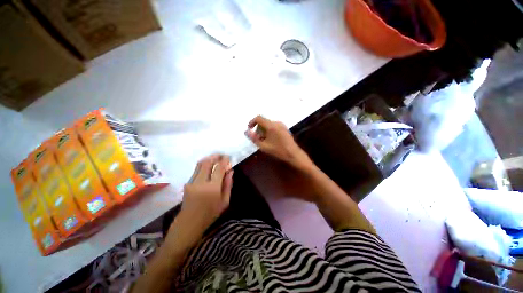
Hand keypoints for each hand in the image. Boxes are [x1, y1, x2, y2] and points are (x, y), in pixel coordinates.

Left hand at [179, 154, 233, 234]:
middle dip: (215, 156)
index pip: (219, 168)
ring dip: (208, 159)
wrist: (189, 223)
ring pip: (200, 164)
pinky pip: (196, 170)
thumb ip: (228, 184)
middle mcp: (201, 182)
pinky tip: (208, 167)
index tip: (228, 157)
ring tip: (215, 158)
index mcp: (212, 188)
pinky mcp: (187, 183)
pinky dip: (203, 165)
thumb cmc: (210, 214)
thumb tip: (231, 171)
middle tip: (221, 155)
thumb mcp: (225, 201)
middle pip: (207, 163)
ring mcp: (192, 182)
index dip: (224, 161)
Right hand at [245, 115, 311, 169]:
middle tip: (258, 139)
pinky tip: (271, 140)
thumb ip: (254, 138)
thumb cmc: (278, 150)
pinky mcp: (284, 128)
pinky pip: (273, 126)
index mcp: (271, 126)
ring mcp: (282, 125)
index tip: (249, 129)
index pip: (258, 118)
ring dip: (264, 130)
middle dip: (258, 129)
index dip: (252, 122)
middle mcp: (276, 123)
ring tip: (264, 141)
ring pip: (268, 124)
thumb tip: (246, 131)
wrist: (293, 154)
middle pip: (263, 121)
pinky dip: (269, 131)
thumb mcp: (264, 146)